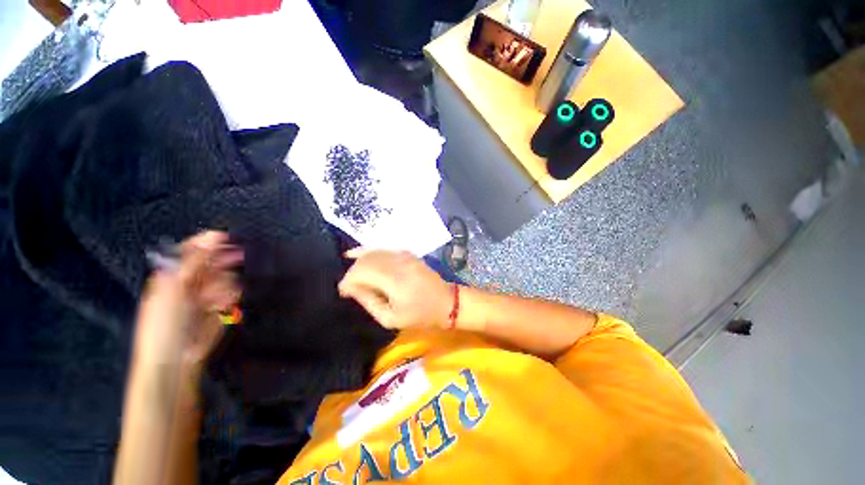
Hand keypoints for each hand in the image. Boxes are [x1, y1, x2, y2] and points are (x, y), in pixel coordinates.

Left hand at [133, 231, 242, 373]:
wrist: (175, 359)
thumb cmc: (165, 323)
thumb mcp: (175, 289)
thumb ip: (194, 262)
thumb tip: (212, 237)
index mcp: (173, 275)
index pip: (190, 250)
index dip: (206, 242)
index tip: (225, 236)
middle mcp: (190, 282)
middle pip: (212, 262)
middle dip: (223, 260)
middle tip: (238, 256)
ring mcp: (206, 295)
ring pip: (225, 277)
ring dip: (224, 285)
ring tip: (216, 299)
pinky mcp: (220, 307)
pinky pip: (232, 293)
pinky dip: (230, 297)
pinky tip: (223, 305)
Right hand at [339, 249, 453, 329]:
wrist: (446, 302)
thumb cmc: (420, 315)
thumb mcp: (390, 319)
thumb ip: (369, 301)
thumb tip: (351, 289)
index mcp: (395, 281)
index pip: (362, 272)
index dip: (348, 281)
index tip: (343, 292)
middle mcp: (398, 263)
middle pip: (366, 260)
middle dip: (352, 272)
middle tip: (349, 287)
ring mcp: (404, 255)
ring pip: (374, 252)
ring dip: (359, 261)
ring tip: (353, 275)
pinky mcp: (408, 253)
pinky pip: (383, 249)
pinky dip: (369, 251)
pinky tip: (357, 254)